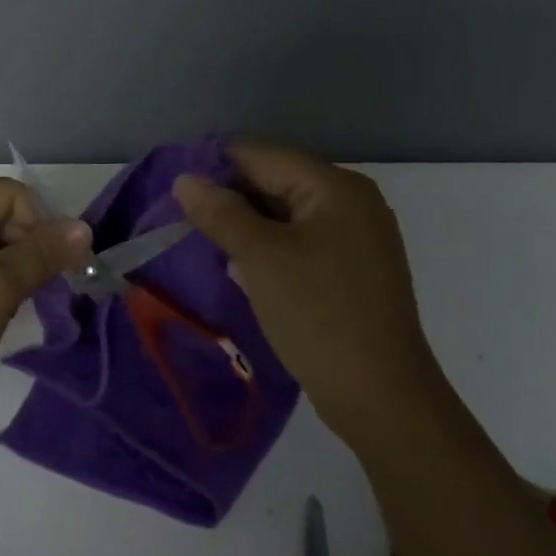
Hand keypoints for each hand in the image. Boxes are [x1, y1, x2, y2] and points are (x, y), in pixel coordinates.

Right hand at [174, 143, 440, 436]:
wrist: (381, 398)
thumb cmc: (318, 314)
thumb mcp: (260, 257)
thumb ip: (220, 212)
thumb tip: (185, 179)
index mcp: (336, 186)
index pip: (263, 156)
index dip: (215, 166)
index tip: (174, 188)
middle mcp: (353, 201)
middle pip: (277, 181)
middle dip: (231, 197)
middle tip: (184, 218)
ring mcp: (358, 237)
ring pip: (287, 213)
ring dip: (247, 224)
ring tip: (204, 240)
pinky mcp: (354, 269)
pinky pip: (302, 240)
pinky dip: (270, 246)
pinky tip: (241, 264)